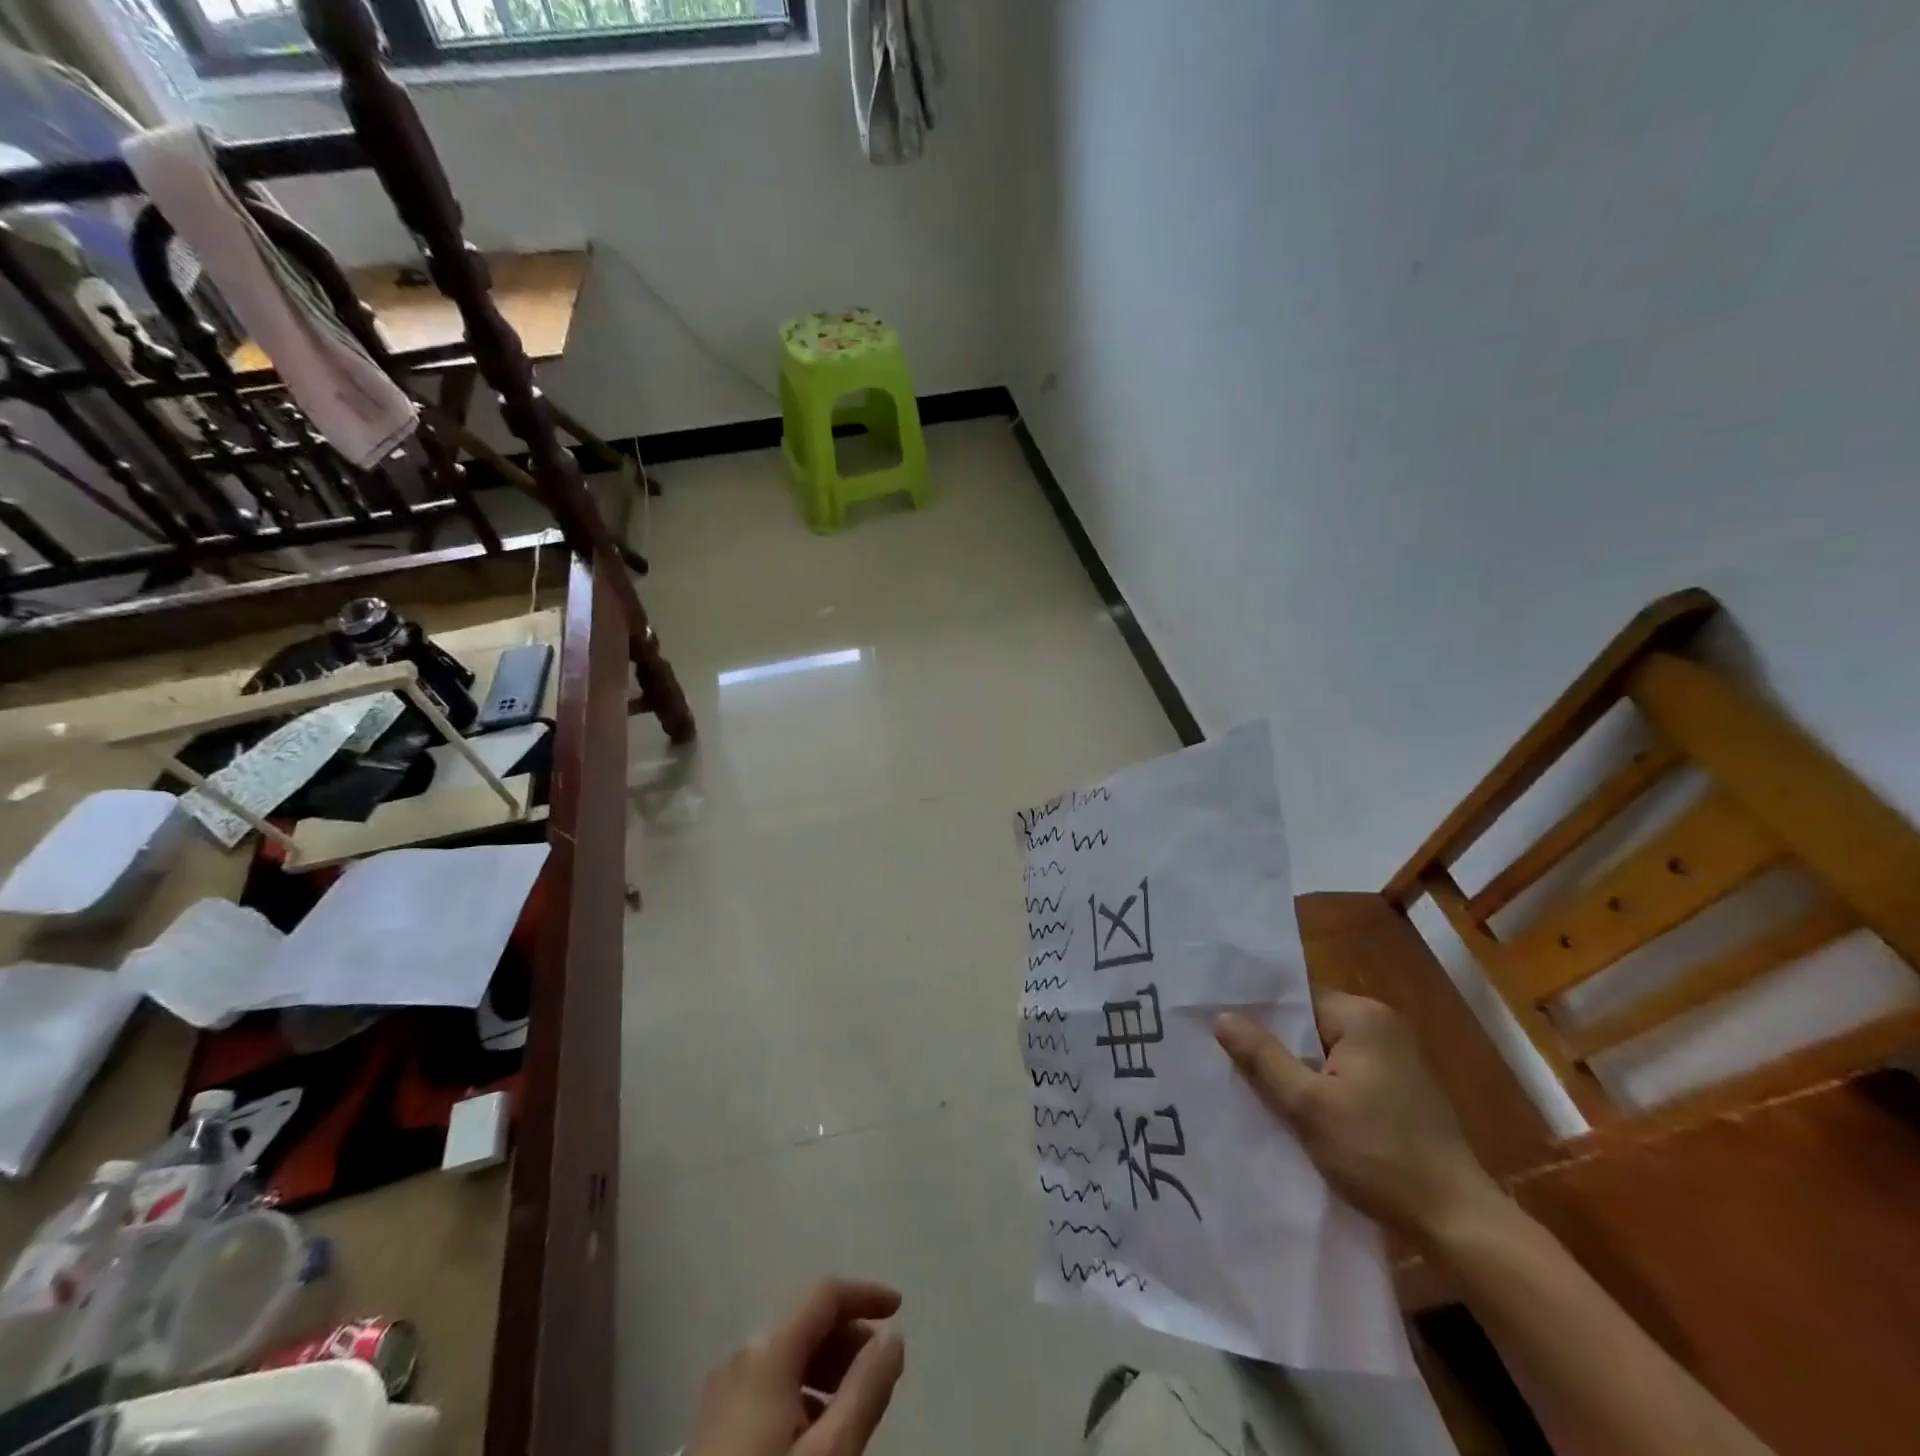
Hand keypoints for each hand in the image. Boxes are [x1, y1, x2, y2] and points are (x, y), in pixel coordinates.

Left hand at [686, 1279, 905, 1455]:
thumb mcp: (831, 1454)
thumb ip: (866, 1389)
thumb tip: (892, 1337)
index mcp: (768, 1351)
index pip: (825, 1294)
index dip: (866, 1294)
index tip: (900, 1309)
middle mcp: (740, 1356)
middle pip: (805, 1325)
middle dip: (848, 1339)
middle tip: (880, 1374)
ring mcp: (720, 1392)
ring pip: (786, 1358)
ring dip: (825, 1370)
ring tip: (852, 1410)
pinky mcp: (709, 1427)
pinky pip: (766, 1387)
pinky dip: (799, 1393)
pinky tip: (813, 1436)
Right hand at [1215, 992, 1499, 1247]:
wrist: (1456, 1222)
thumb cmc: (1379, 1155)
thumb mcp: (1308, 1106)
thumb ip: (1263, 1058)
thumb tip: (1221, 1017)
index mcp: (1364, 1017)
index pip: (1295, 1000)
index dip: (1259, 1017)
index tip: (1222, 1034)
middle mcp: (1382, 1027)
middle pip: (1308, 1025)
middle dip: (1275, 1046)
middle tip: (1229, 1062)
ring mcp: (1395, 1059)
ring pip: (1324, 1053)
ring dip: (1296, 1070)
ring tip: (1254, 1086)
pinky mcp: (1398, 1090)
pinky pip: (1343, 1073)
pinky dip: (1319, 1087)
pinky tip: (1295, 1110)